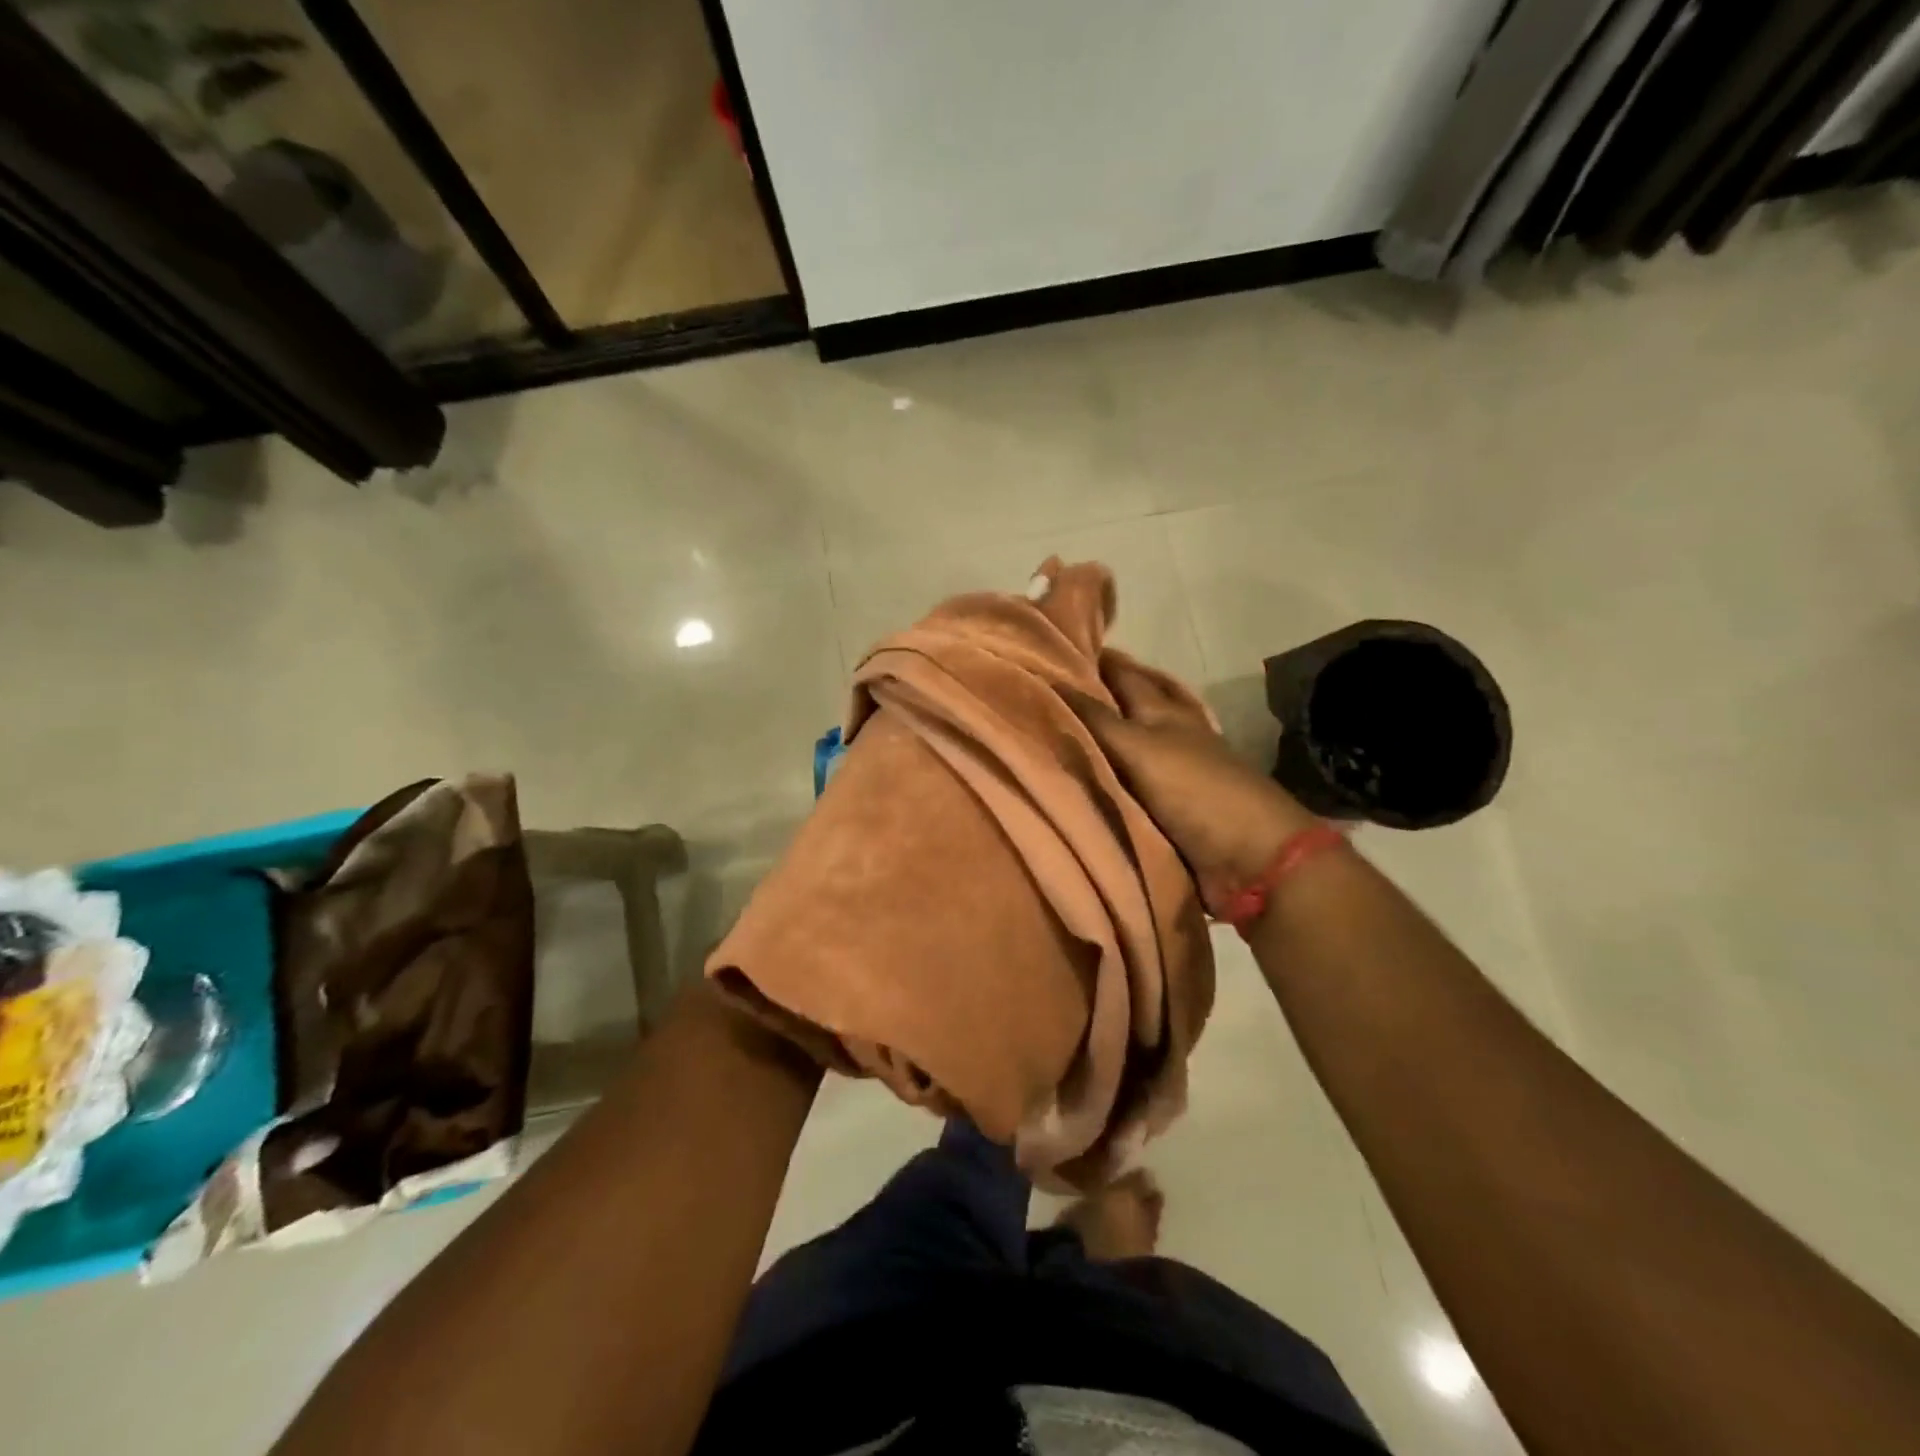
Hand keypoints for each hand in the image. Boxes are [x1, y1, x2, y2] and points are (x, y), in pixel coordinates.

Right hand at [1076, 676, 1320, 899]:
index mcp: (1164, 712)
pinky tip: (1089, 779)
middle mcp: (1168, 734)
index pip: (1124, 675)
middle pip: (1131, 704)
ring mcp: (1172, 772)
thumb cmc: (1197, 792)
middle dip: (1099, 692)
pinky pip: (1128, 784)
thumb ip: (1098, 721)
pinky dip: (1108, 777)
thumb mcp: (1142, 749)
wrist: (1251, 859)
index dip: (1096, 660)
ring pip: (1129, 743)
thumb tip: (1052, 683)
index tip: (1054, 648)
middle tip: (1053, 687)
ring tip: (1064, 729)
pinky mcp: (1170, 809)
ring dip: (1103, 735)